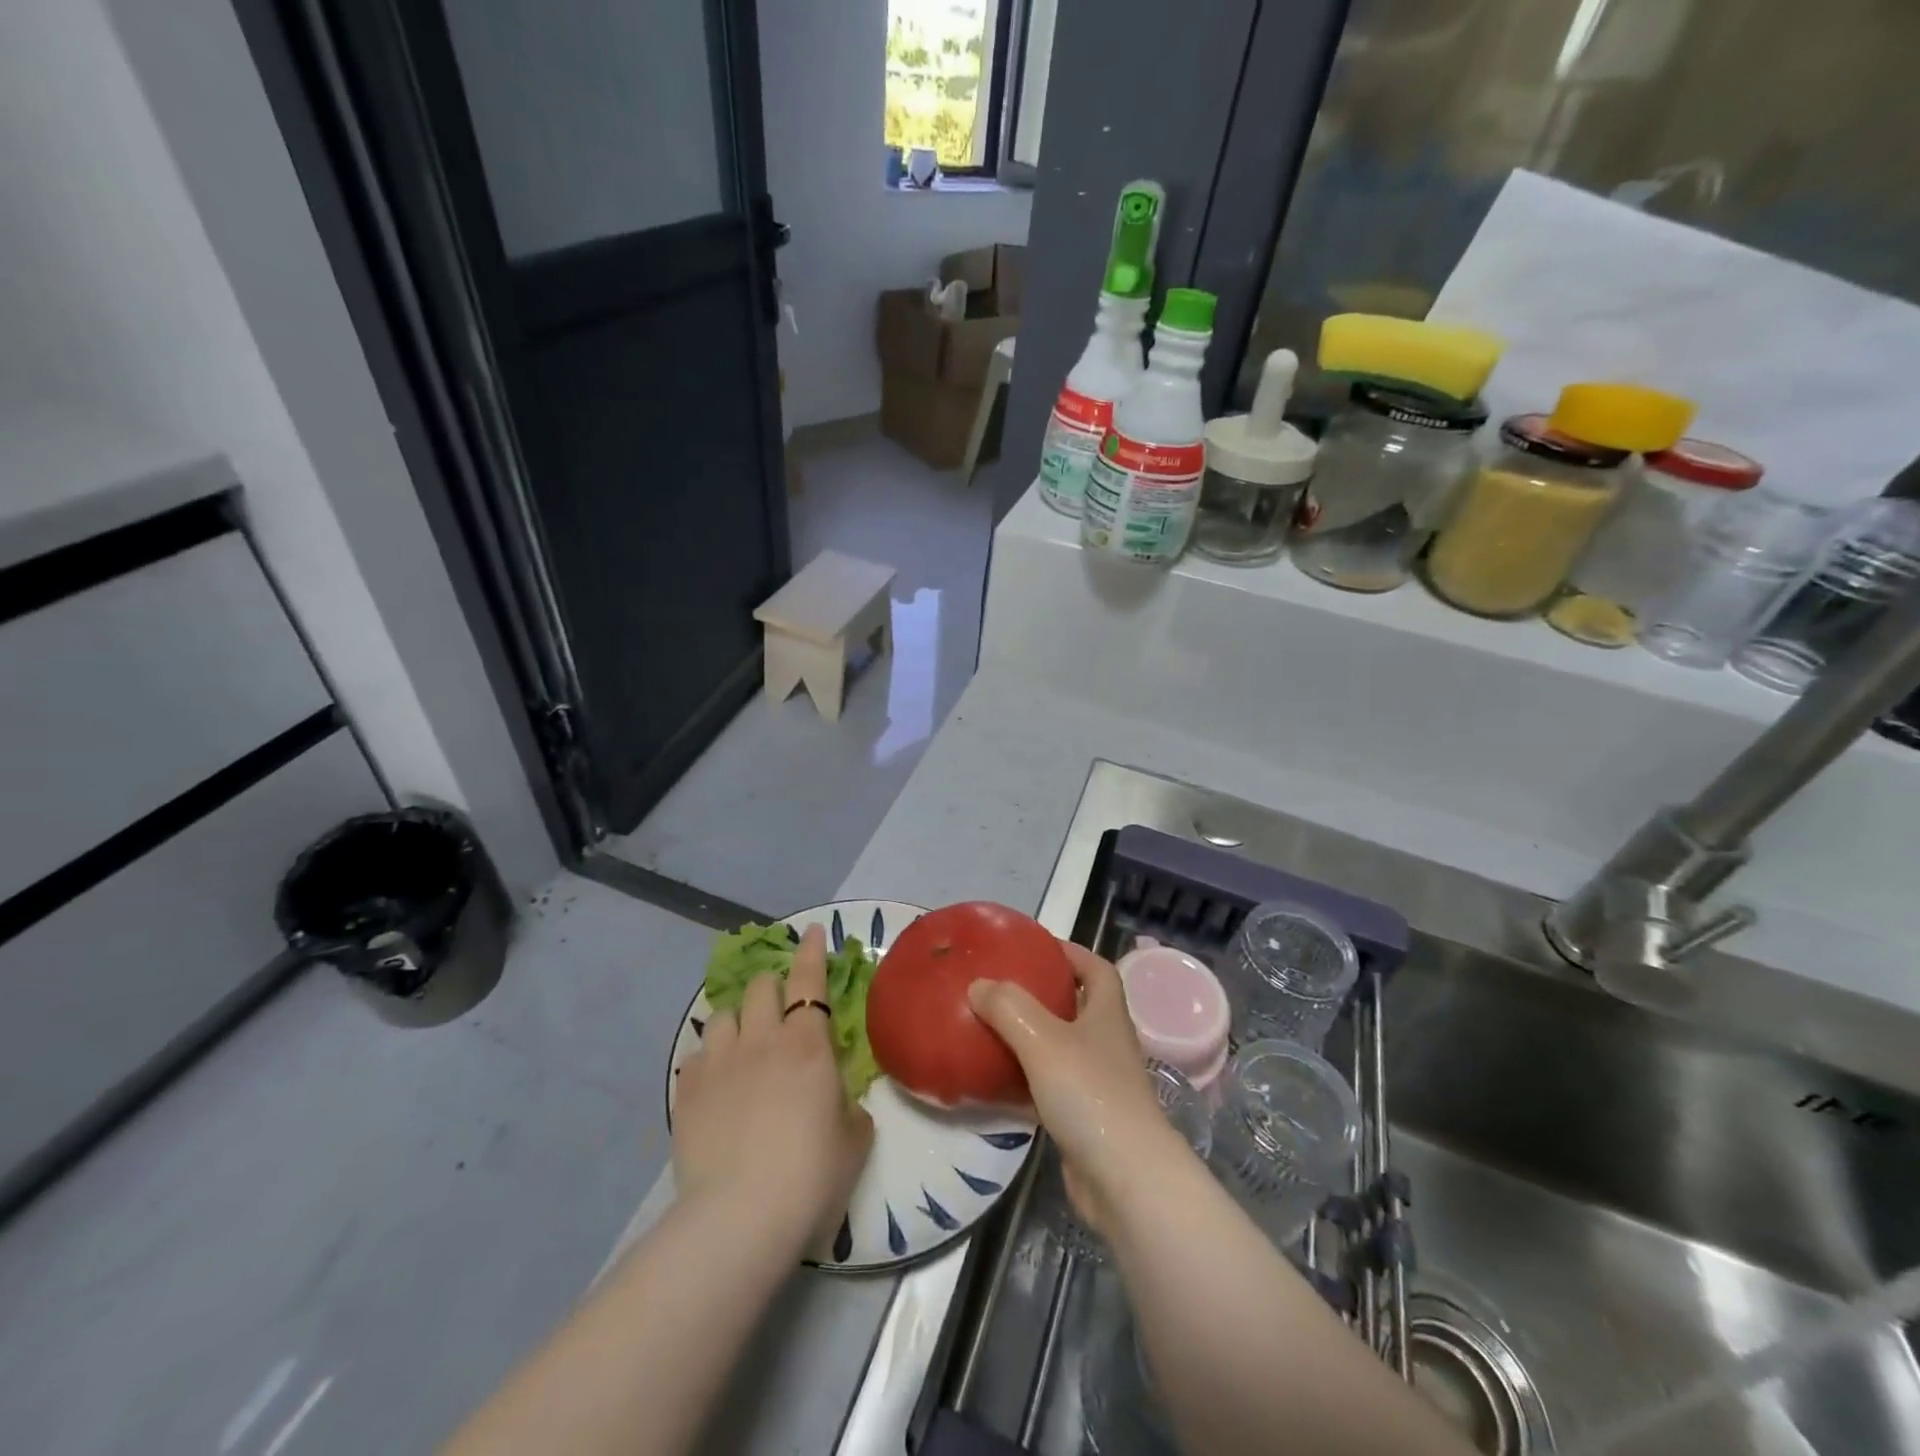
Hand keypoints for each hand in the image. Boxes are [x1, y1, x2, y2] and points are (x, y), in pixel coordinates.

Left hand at [673, 925, 873, 1249]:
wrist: (740, 1217)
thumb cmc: (811, 1175)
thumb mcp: (854, 1139)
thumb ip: (848, 1105)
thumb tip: (836, 1098)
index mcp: (807, 1044)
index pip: (809, 979)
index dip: (811, 951)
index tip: (811, 931)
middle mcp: (761, 1040)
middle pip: (760, 987)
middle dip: (771, 985)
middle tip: (780, 1005)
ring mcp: (718, 1063)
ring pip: (723, 1015)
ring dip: (738, 1020)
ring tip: (742, 1043)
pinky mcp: (686, 1092)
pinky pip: (696, 1057)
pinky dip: (710, 1060)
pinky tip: (715, 1082)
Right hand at [968, 942, 1192, 1235]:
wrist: (1126, 1181)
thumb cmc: (1090, 1094)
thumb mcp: (1043, 1039)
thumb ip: (1008, 1007)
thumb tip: (978, 985)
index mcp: (1107, 1014)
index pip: (1097, 969)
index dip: (1071, 952)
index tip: (1036, 946)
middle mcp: (1107, 1044)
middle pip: (1077, 1007)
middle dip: (1042, 994)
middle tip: (1001, 987)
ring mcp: (1098, 1084)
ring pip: (1060, 1049)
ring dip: (1029, 1038)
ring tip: (989, 1028)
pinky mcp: (1083, 1120)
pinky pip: (1048, 1088)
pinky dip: (1023, 1081)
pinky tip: (992, 1083)